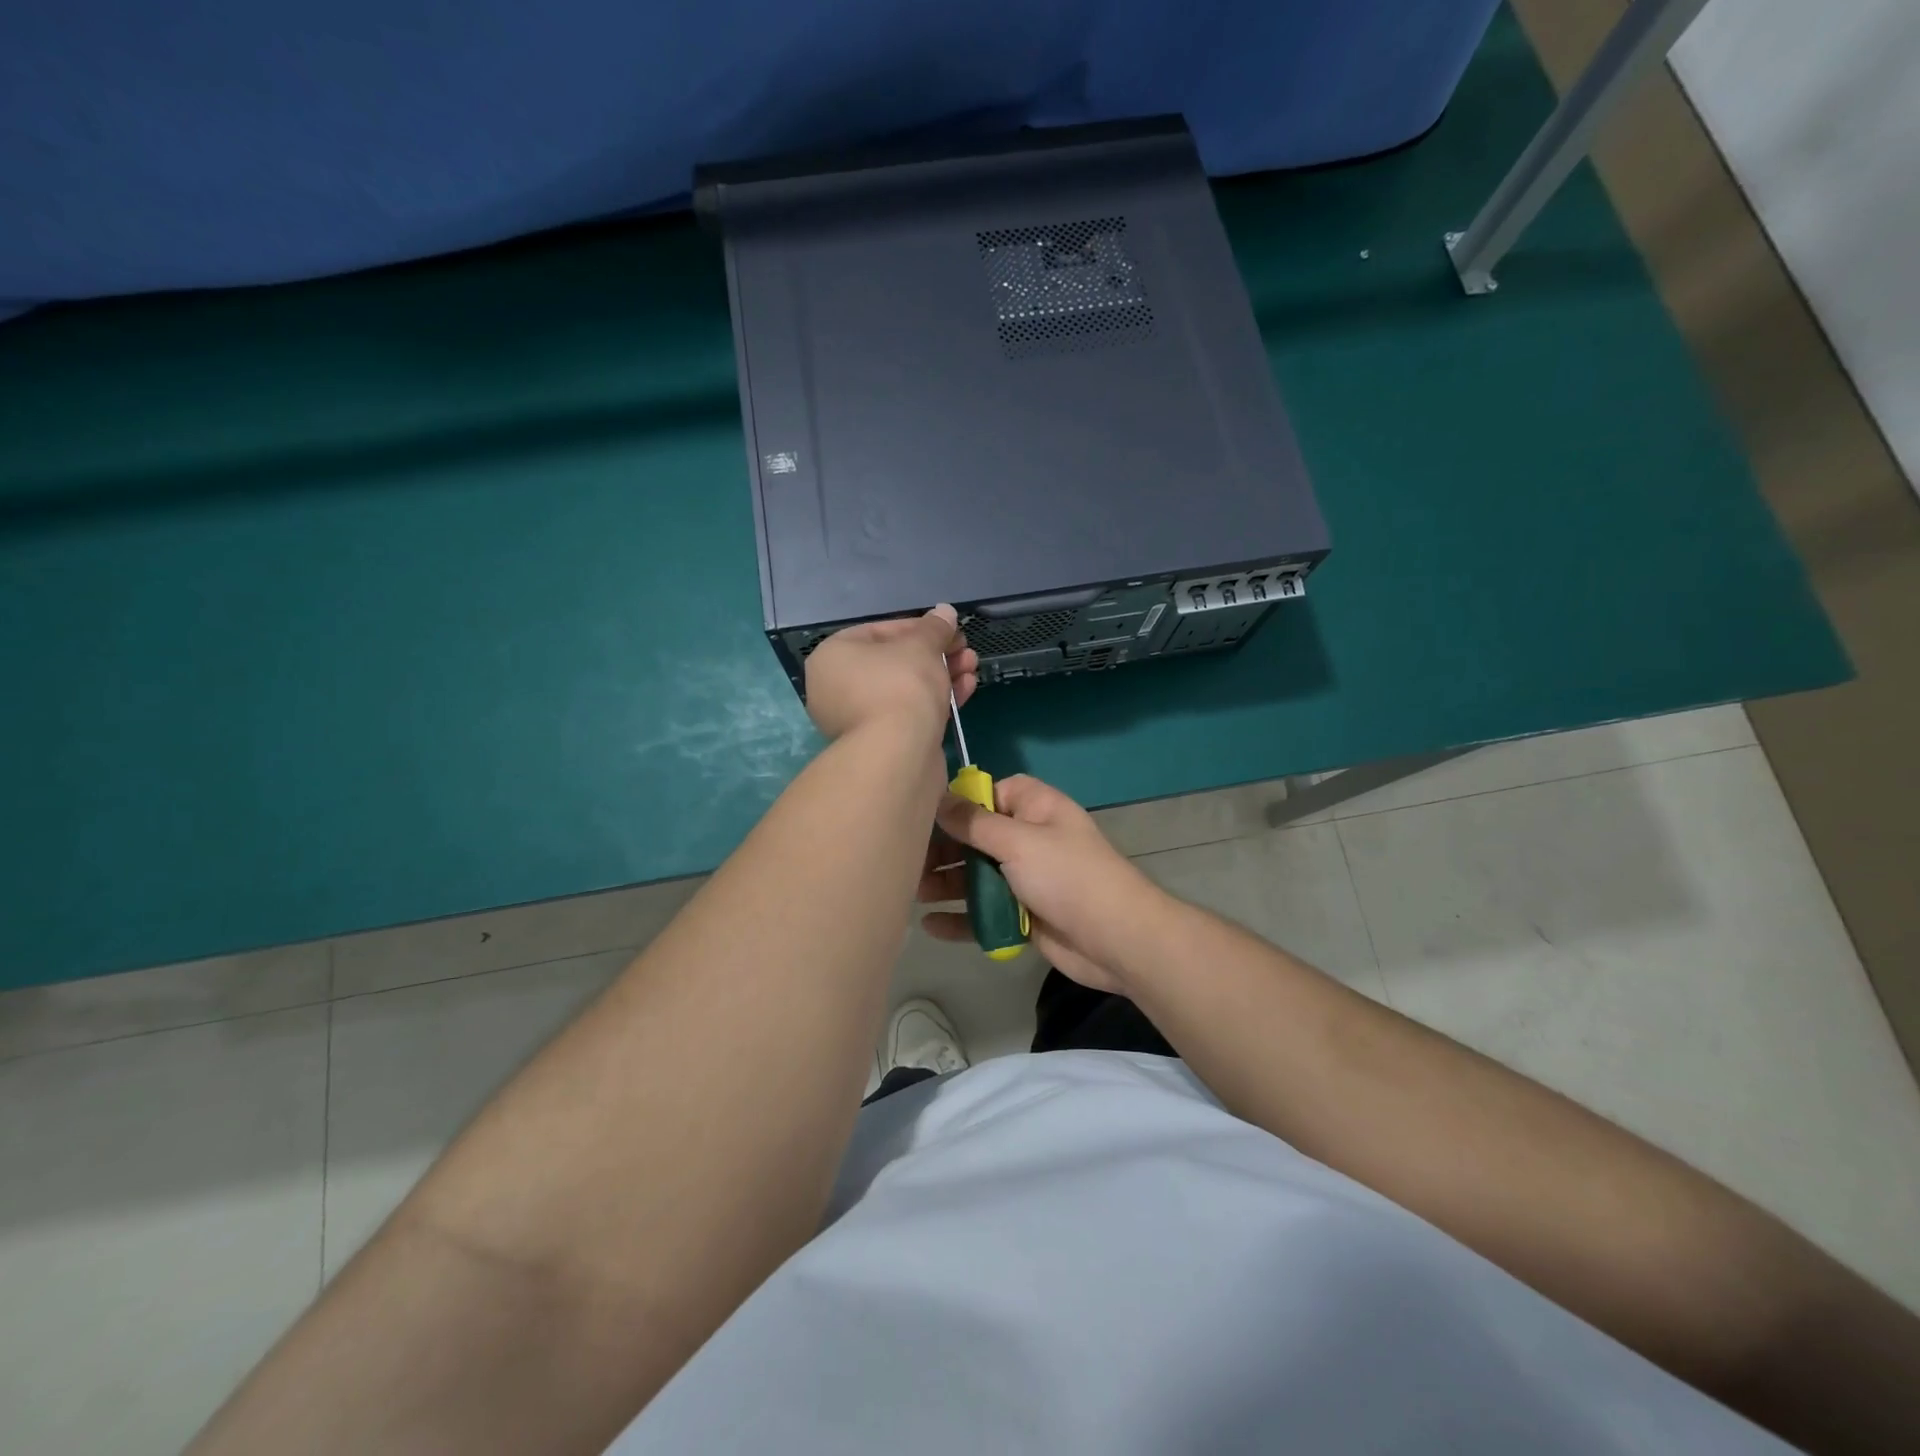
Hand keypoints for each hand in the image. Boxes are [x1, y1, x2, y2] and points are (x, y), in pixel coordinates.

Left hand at [804, 605, 977, 742]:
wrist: (899, 753)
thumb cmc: (901, 686)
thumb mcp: (921, 646)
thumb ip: (934, 628)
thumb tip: (945, 612)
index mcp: (833, 657)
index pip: (879, 632)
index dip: (919, 628)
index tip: (949, 629)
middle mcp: (837, 688)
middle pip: (895, 662)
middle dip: (936, 654)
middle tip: (965, 650)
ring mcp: (857, 719)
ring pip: (905, 689)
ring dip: (942, 675)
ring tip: (972, 667)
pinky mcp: (881, 743)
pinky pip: (909, 712)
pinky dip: (935, 701)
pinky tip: (966, 689)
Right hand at [919, 774, 1166, 992]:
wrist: (1116, 938)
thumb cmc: (1067, 876)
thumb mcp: (1018, 841)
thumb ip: (975, 822)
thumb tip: (939, 799)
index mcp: (1036, 807)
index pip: (991, 792)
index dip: (960, 802)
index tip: (925, 815)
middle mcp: (1030, 838)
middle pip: (977, 836)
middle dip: (944, 849)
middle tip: (909, 863)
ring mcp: (1027, 878)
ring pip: (978, 875)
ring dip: (947, 884)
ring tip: (913, 894)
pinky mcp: (1024, 914)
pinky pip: (985, 911)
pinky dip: (961, 917)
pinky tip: (930, 925)